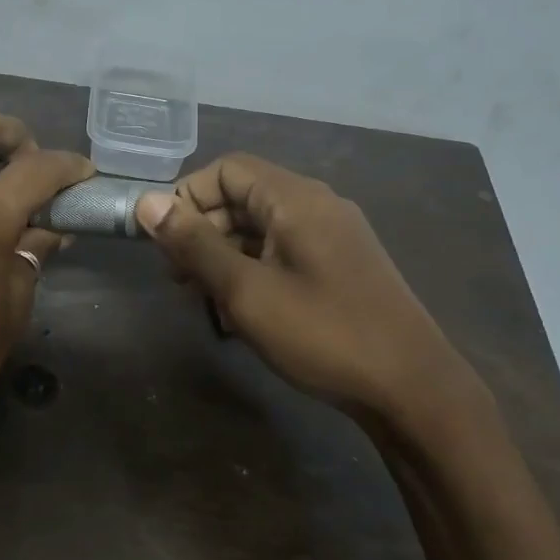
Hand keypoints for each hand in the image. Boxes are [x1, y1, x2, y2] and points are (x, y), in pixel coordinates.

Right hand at [134, 154, 491, 440]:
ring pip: (261, 229)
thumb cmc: (323, 334)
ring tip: (199, 297)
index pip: (227, 169)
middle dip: (201, 230)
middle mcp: (317, 206)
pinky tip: (237, 311)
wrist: (412, 389)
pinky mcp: (340, 267)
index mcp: (296, 199)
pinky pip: (282, 253)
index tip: (162, 241)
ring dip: (223, 255)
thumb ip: (194, 245)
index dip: (187, 196)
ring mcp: (332, 237)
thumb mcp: (246, 291)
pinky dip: (252, 270)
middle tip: (175, 277)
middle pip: (243, 197)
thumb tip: (147, 203)